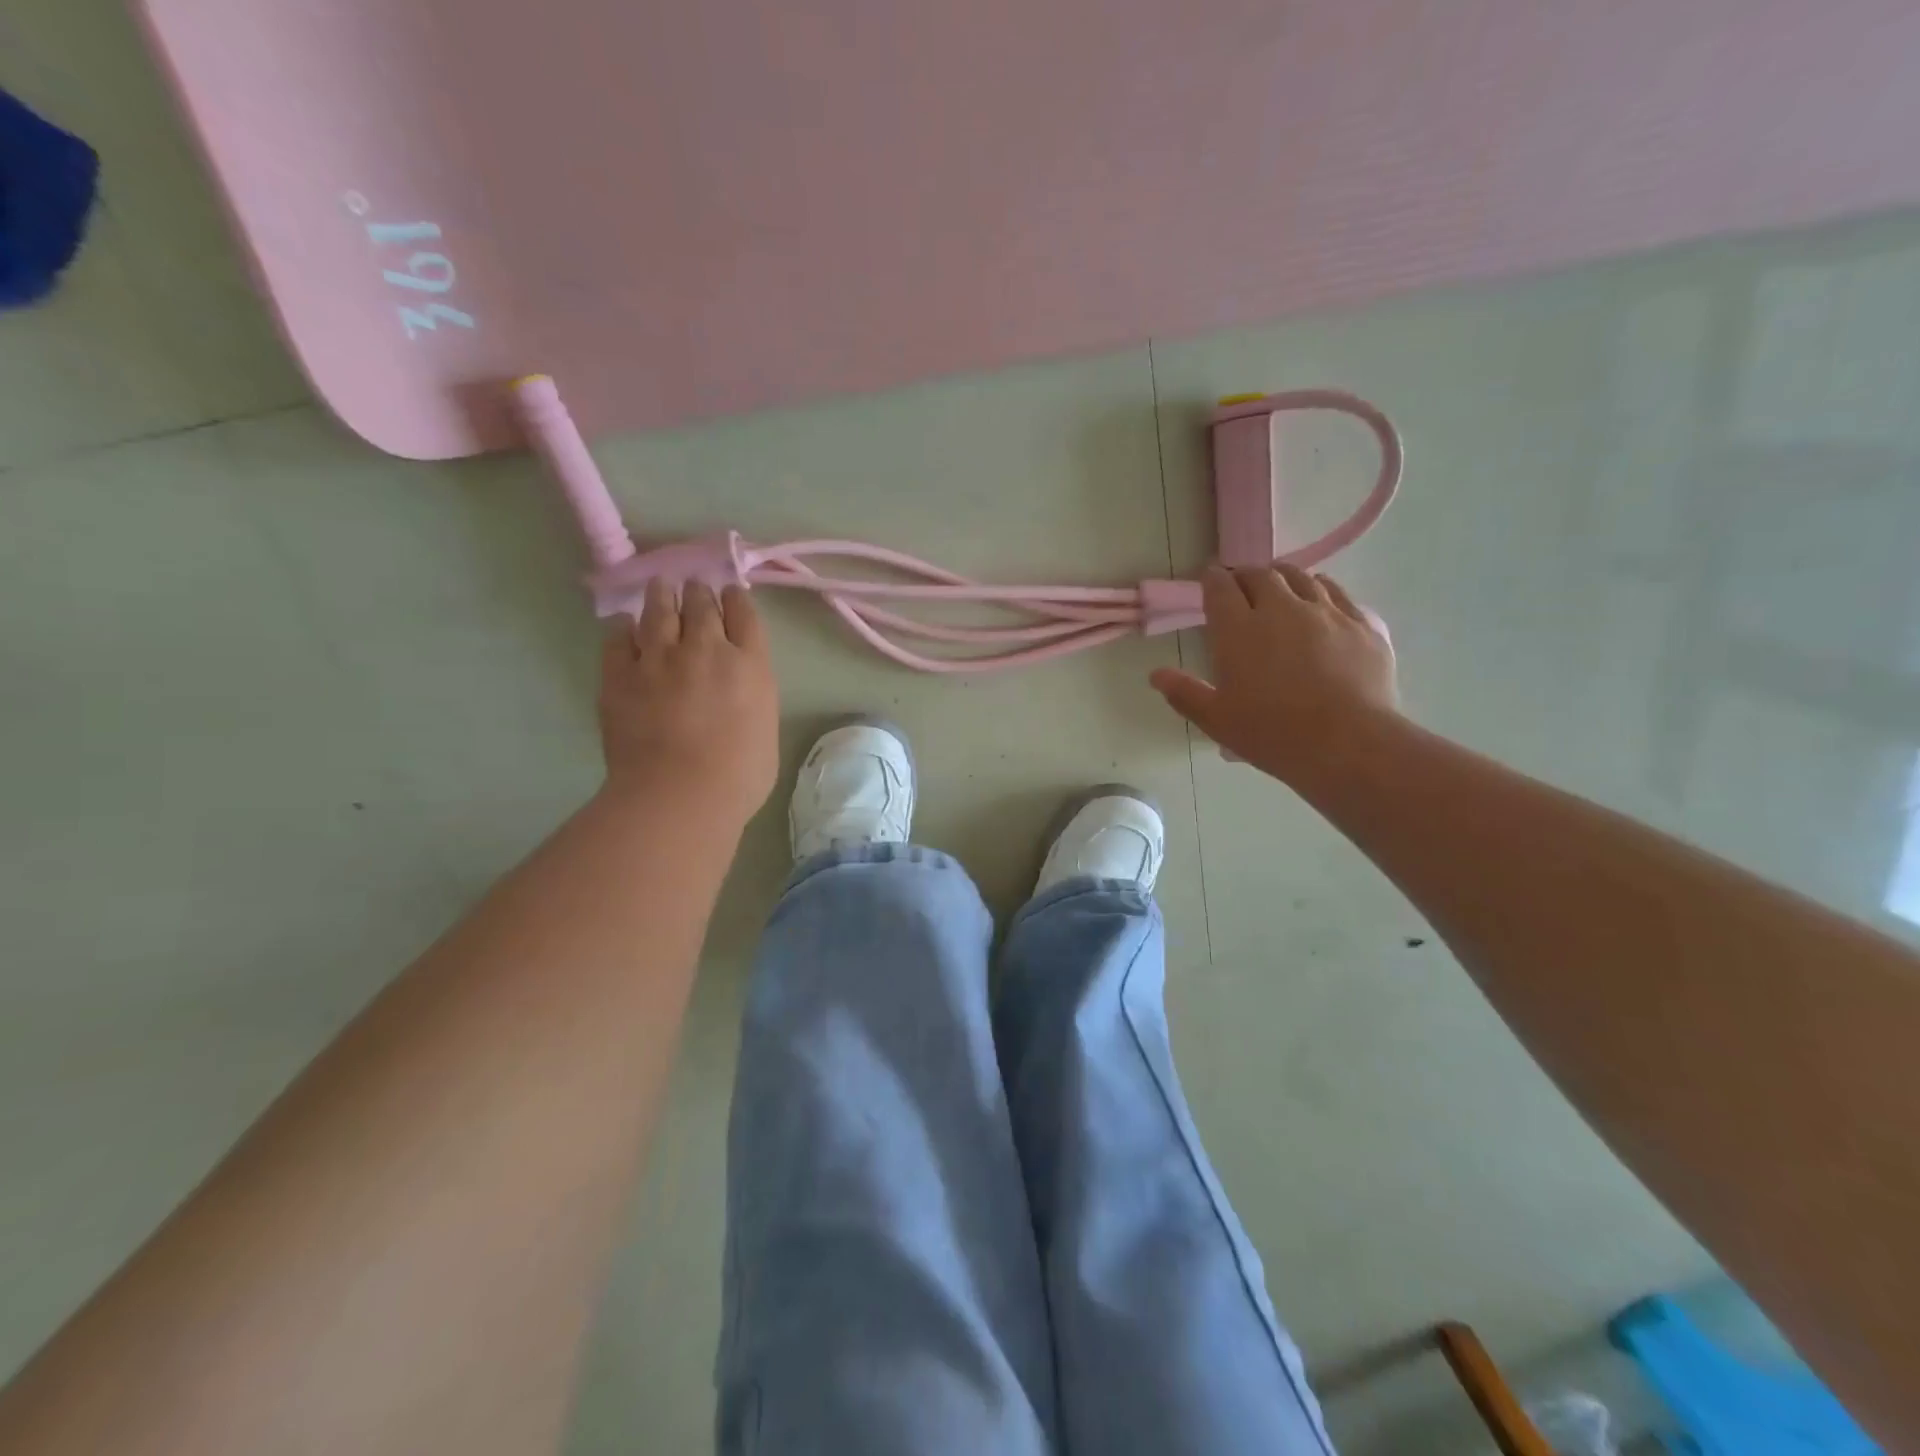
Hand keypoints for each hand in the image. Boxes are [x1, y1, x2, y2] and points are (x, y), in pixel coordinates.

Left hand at [597, 580, 779, 825]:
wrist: (679, 795)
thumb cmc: (738, 776)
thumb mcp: (766, 728)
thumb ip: (753, 695)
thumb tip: (738, 686)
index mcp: (749, 665)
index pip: (744, 615)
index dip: (736, 598)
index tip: (730, 593)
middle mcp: (706, 649)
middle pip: (701, 605)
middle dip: (699, 592)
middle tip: (694, 587)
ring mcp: (659, 658)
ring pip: (659, 610)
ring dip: (661, 595)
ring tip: (660, 587)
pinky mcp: (620, 674)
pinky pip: (618, 638)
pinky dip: (623, 628)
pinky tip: (624, 626)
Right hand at [1150, 564, 1398, 784]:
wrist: (1347, 743)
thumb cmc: (1271, 733)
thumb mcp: (1217, 720)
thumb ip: (1184, 693)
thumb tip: (1156, 675)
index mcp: (1238, 630)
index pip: (1220, 588)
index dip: (1212, 579)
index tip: (1209, 579)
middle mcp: (1281, 608)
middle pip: (1260, 575)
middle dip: (1246, 574)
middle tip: (1240, 585)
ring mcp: (1325, 612)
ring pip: (1301, 577)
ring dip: (1283, 576)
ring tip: (1278, 584)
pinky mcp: (1361, 623)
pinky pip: (1337, 592)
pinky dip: (1321, 587)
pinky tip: (1320, 596)